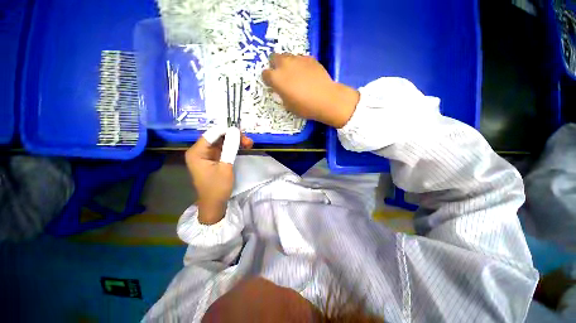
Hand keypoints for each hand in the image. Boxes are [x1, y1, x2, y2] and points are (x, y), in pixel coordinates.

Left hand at [185, 126, 252, 224]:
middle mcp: (200, 151)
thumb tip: (235, 131)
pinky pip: (223, 149)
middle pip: (218, 137)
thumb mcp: (225, 166)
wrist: (215, 204)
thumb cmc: (217, 187)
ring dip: (235, 142)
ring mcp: (206, 155)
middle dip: (233, 137)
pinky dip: (233, 148)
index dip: (227, 131)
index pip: (212, 134)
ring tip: (249, 144)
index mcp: (197, 152)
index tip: (241, 133)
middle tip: (248, 140)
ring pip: (222, 142)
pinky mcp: (213, 159)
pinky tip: (244, 147)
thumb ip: (230, 148)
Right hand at [262, 54, 359, 127]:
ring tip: (295, 74)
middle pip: (274, 57)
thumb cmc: (304, 107)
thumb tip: (282, 89)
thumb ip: (281, 94)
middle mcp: (284, 65)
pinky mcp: (310, 58)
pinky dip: (300, 65)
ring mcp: (298, 59)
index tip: (272, 84)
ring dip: (287, 64)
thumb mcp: (288, 105)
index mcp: (276, 78)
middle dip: (275, 65)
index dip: (268, 80)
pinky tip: (307, 74)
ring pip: (287, 56)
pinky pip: (301, 59)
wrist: (325, 99)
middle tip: (282, 76)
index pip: (265, 74)